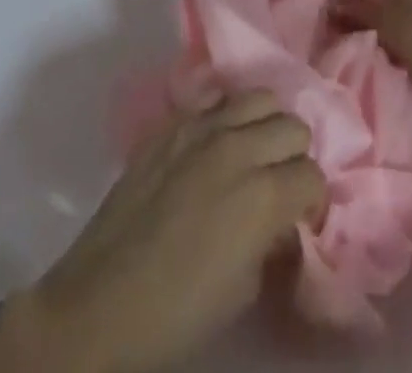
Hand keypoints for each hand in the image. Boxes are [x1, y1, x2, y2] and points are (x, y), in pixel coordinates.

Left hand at [0, 91, 324, 372]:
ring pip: (260, 97)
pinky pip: (215, 100)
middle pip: (293, 125)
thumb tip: (280, 220)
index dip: (311, 201)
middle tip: (278, 185)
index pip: (312, 175)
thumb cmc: (176, 314)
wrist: (99, 305)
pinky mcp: (172, 124)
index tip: (300, 217)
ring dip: (265, 126)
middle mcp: (238, 147)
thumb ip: (271, 241)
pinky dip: (226, 117)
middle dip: (293, 156)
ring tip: (252, 155)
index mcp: (263, 195)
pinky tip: (216, 146)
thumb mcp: (243, 289)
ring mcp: (201, 128)